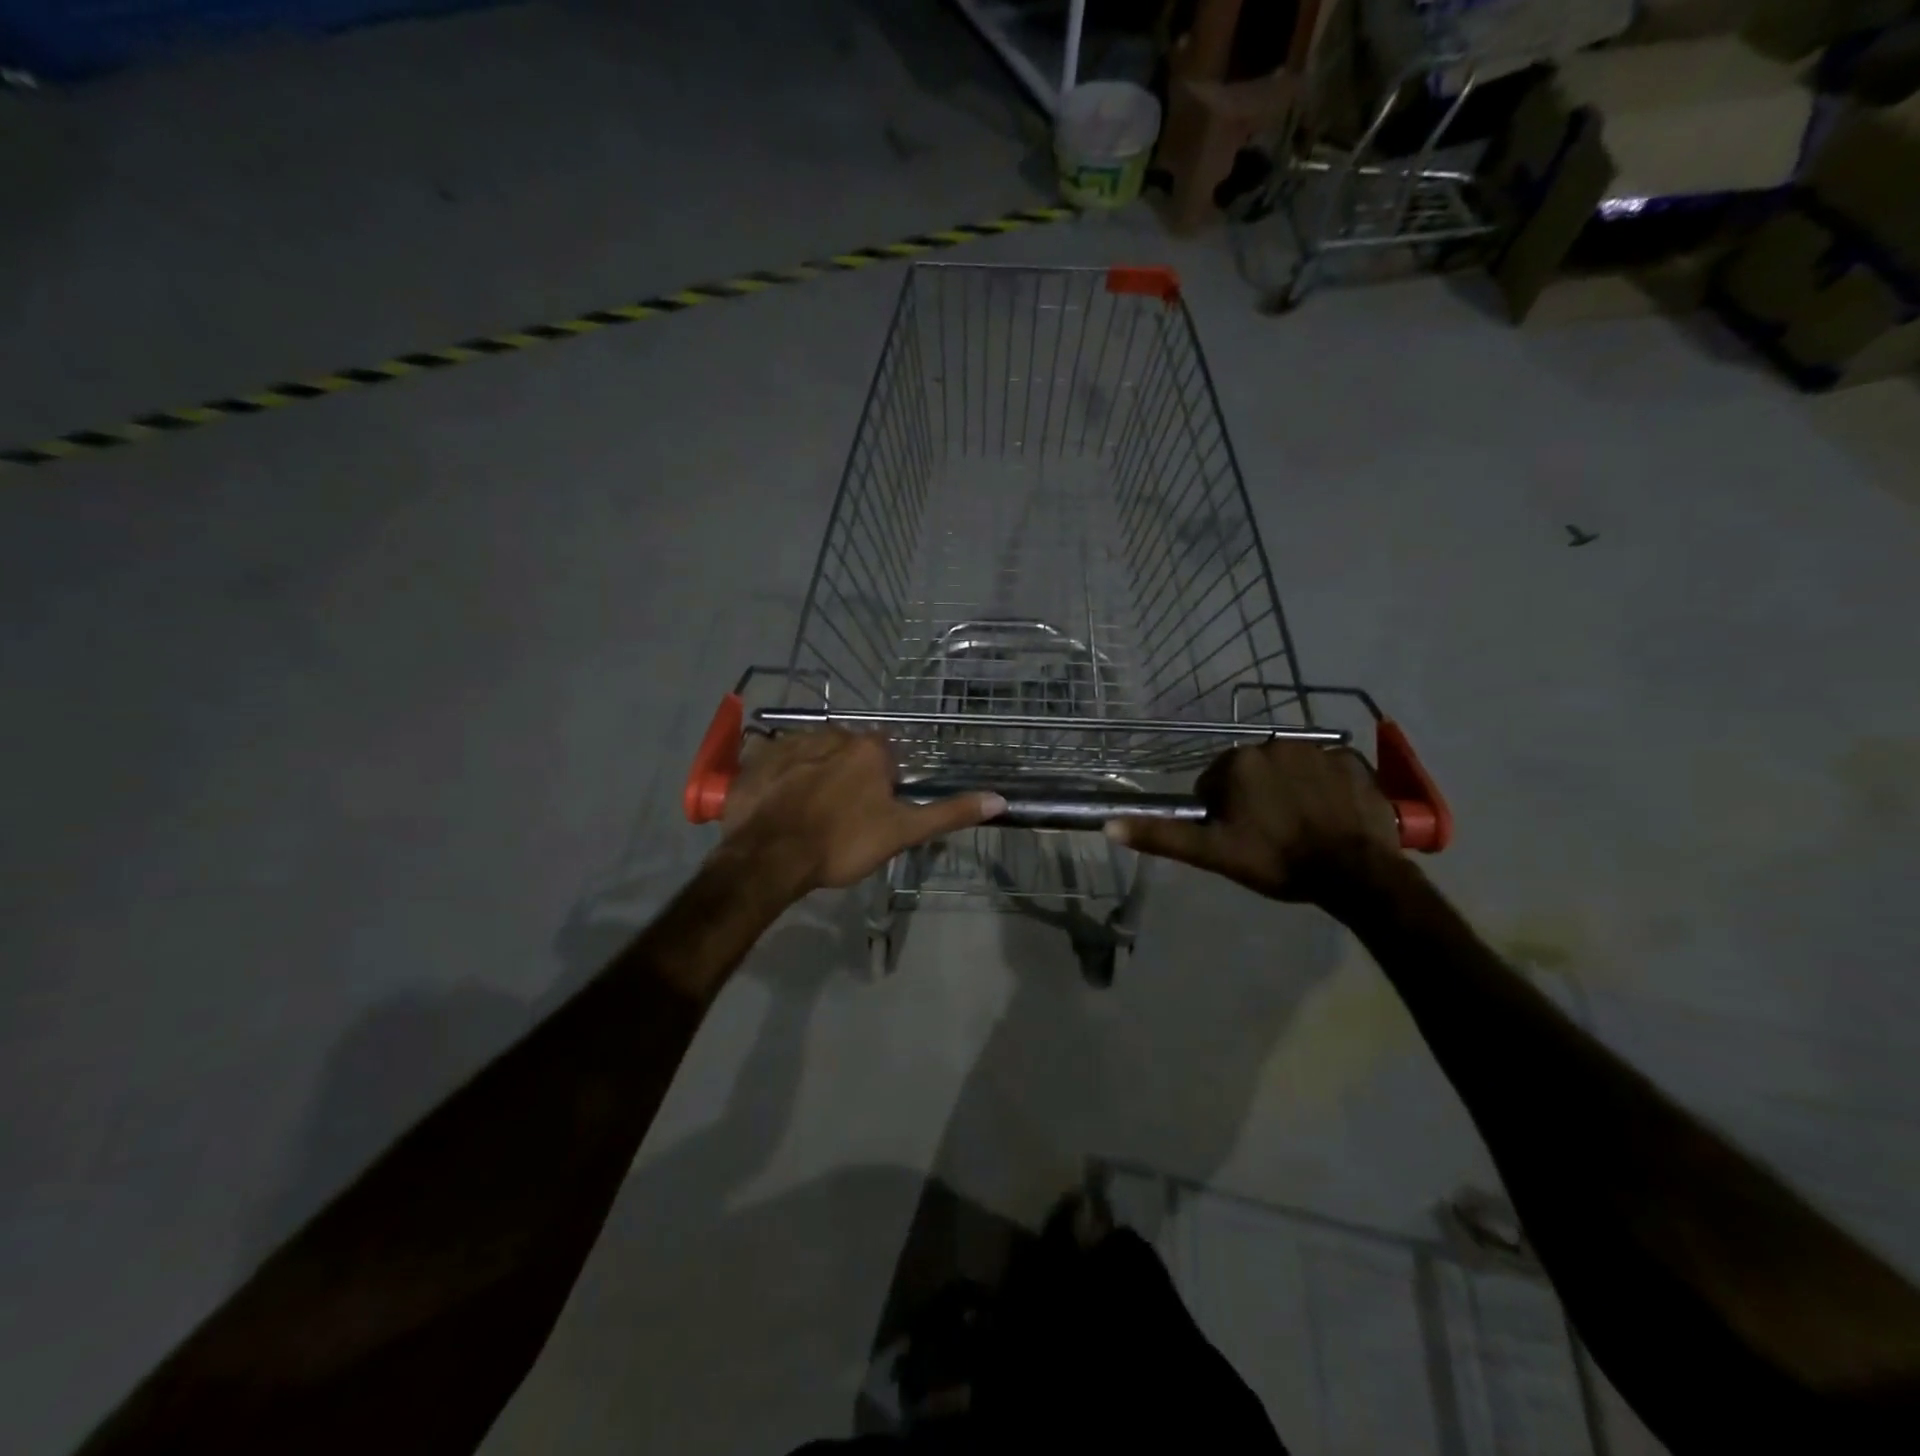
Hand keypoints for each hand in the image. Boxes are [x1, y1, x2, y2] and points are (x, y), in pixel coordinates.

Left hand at [720, 729, 1005, 894]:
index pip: (885, 757)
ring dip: (813, 774)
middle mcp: (832, 734)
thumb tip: (1000, 799)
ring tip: (805, 813)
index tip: (871, 812)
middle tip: (838, 817)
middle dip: (847, 776)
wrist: (770, 857)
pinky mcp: (757, 757)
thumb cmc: (842, 844)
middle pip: (848, 752)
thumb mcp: (902, 833)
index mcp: (869, 749)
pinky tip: (777, 804)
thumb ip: (948, 813)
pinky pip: (775, 760)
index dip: (880, 785)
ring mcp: (790, 742)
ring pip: (813, 754)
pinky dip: (779, 777)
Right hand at [1107, 740, 1397, 902]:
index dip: (1223, 812)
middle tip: (1270, 835)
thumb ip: (1162, 835)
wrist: (1355, 872)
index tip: (1241, 837)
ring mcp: (1318, 749)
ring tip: (1302, 827)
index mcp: (1237, 762)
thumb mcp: (1213, 853)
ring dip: (1288, 790)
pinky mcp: (1352, 760)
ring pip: (1288, 769)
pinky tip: (1331, 815)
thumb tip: (1109, 826)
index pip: (1214, 782)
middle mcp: (1274, 743)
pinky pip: (1327, 769)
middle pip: (1252, 772)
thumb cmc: (1277, 861)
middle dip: (1255, 797)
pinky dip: (1324, 786)